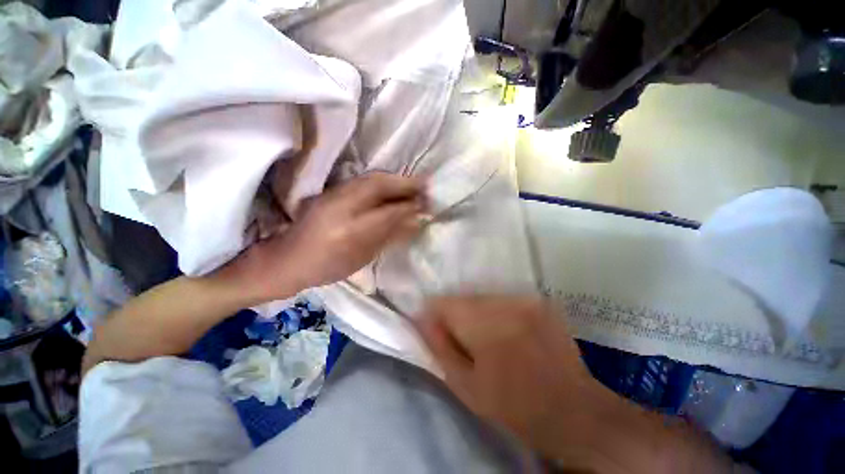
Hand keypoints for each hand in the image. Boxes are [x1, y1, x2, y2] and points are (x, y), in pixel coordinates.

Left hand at [232, 172, 426, 302]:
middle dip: (405, 183)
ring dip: (394, 179)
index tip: (427, 204)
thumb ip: (389, 237)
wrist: (287, 260)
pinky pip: (362, 181)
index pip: (389, 212)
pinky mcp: (329, 191)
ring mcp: (333, 195)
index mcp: (351, 232)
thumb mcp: (362, 258)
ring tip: (412, 184)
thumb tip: (415, 223)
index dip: (410, 206)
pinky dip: (381, 181)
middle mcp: (341, 207)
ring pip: (370, 178)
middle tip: (425, 185)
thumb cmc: (326, 268)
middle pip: (379, 185)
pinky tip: (391, 185)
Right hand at [416, 296, 600, 457]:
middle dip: (457, 315)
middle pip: (463, 297)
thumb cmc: (515, 407)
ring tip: (488, 339)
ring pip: (483, 297)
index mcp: (484, 326)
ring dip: (477, 313)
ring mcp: (524, 299)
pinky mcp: (538, 301)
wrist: (576, 410)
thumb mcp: (466, 386)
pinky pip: (503, 299)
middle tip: (466, 341)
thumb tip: (423, 318)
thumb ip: (440, 347)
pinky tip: (507, 333)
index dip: (435, 315)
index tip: (438, 331)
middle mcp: (504, 303)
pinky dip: (497, 312)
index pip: (443, 302)